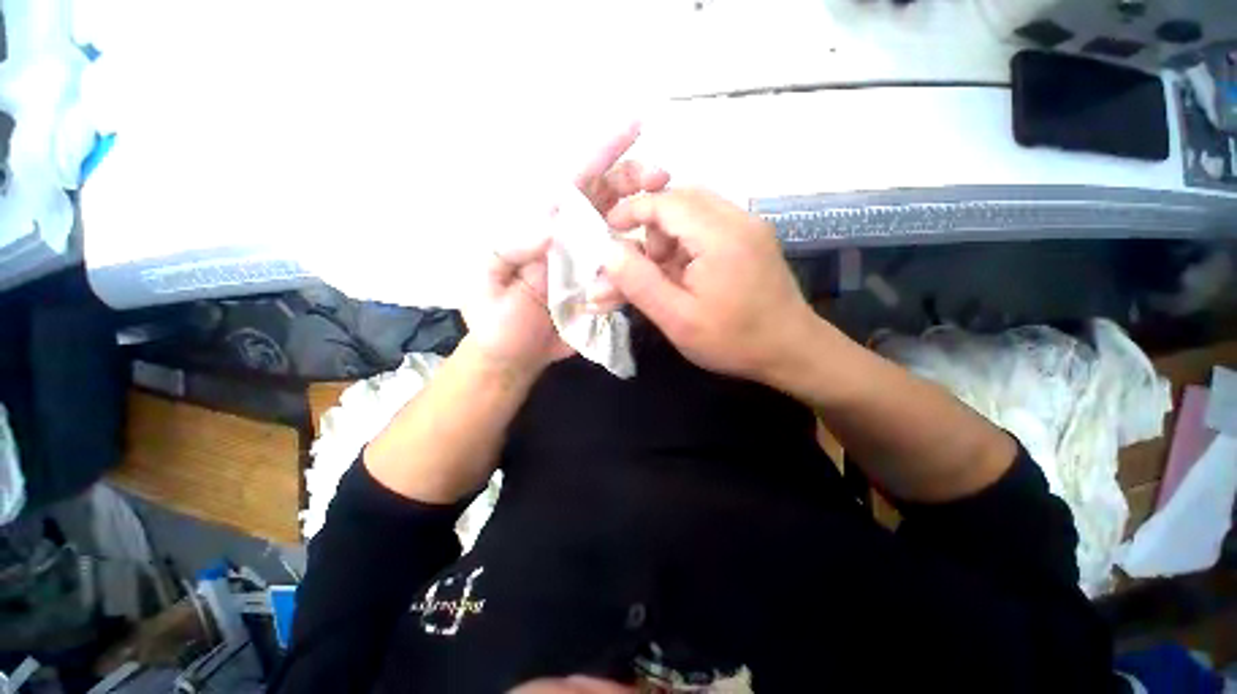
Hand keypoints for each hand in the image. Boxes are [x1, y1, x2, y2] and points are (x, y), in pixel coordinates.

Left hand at [464, 123, 669, 373]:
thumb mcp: (490, 281)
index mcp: (540, 225)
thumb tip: (550, 226)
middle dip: (634, 181)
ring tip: (662, 232)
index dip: (601, 152)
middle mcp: (569, 236)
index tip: (634, 126)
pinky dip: (637, 267)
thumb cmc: (496, 319)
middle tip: (662, 179)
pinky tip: (646, 270)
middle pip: (606, 197)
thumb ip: (513, 250)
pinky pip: (625, 270)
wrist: (515, 355)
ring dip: (644, 224)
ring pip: (623, 231)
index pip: (571, 181)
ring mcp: (589, 261)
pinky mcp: (602, 285)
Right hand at [602, 189, 819, 386]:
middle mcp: (738, 219)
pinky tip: (685, 278)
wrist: (793, 352)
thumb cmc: (734, 340)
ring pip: (694, 215)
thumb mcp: (677, 318)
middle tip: (643, 267)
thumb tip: (608, 252)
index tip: (608, 230)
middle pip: (680, 201)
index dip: (632, 211)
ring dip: (669, 240)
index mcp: (719, 235)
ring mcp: (749, 227)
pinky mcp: (753, 240)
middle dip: (652, 230)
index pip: (666, 201)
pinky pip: (710, 228)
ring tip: (664, 279)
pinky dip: (687, 246)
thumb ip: (639, 283)